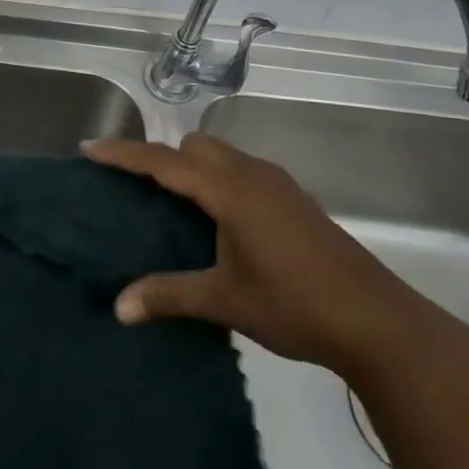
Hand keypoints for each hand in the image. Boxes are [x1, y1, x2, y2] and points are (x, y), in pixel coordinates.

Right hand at [83, 132, 436, 377]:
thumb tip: (118, 307)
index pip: (163, 161)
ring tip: (175, 206)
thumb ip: (169, 295)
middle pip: (194, 146)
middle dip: (162, 157)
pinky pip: (241, 171)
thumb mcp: (225, 301)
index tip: (88, 147)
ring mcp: (278, 184)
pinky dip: (219, 180)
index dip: (123, 153)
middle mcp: (251, 174)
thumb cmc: (295, 305)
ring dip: (193, 168)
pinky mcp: (295, 200)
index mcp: (229, 190)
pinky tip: (220, 223)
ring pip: (221, 155)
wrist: (379, 323)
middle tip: (138, 189)